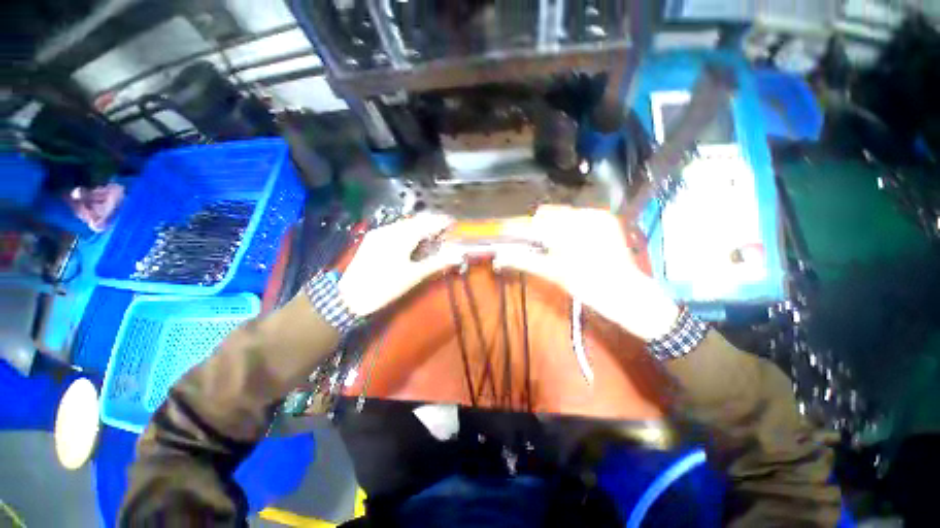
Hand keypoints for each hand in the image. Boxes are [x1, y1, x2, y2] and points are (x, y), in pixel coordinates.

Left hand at [338, 214, 462, 316]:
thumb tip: (457, 254)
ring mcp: (379, 232)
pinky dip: (408, 230)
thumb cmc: (385, 287)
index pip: (427, 222)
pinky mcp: (372, 238)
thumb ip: (437, 262)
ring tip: (432, 234)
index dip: (442, 221)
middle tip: (445, 229)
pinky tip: (413, 239)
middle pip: (416, 220)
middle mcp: (390, 229)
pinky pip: (396, 228)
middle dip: (432, 222)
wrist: (349, 297)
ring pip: (405, 223)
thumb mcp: (414, 276)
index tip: (454, 223)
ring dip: (420, 225)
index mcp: (402, 236)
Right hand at [493, 205, 678, 341]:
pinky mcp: (605, 219)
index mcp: (569, 230)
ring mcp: (597, 216)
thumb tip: (502, 256)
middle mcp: (584, 216)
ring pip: (562, 213)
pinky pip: (578, 216)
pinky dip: (568, 226)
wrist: (625, 293)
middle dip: (536, 226)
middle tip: (533, 243)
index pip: (535, 223)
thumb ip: (525, 260)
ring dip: (552, 226)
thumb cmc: (587, 286)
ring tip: (554, 245)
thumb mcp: (553, 273)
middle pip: (548, 214)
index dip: (518, 227)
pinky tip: (570, 241)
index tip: (505, 231)